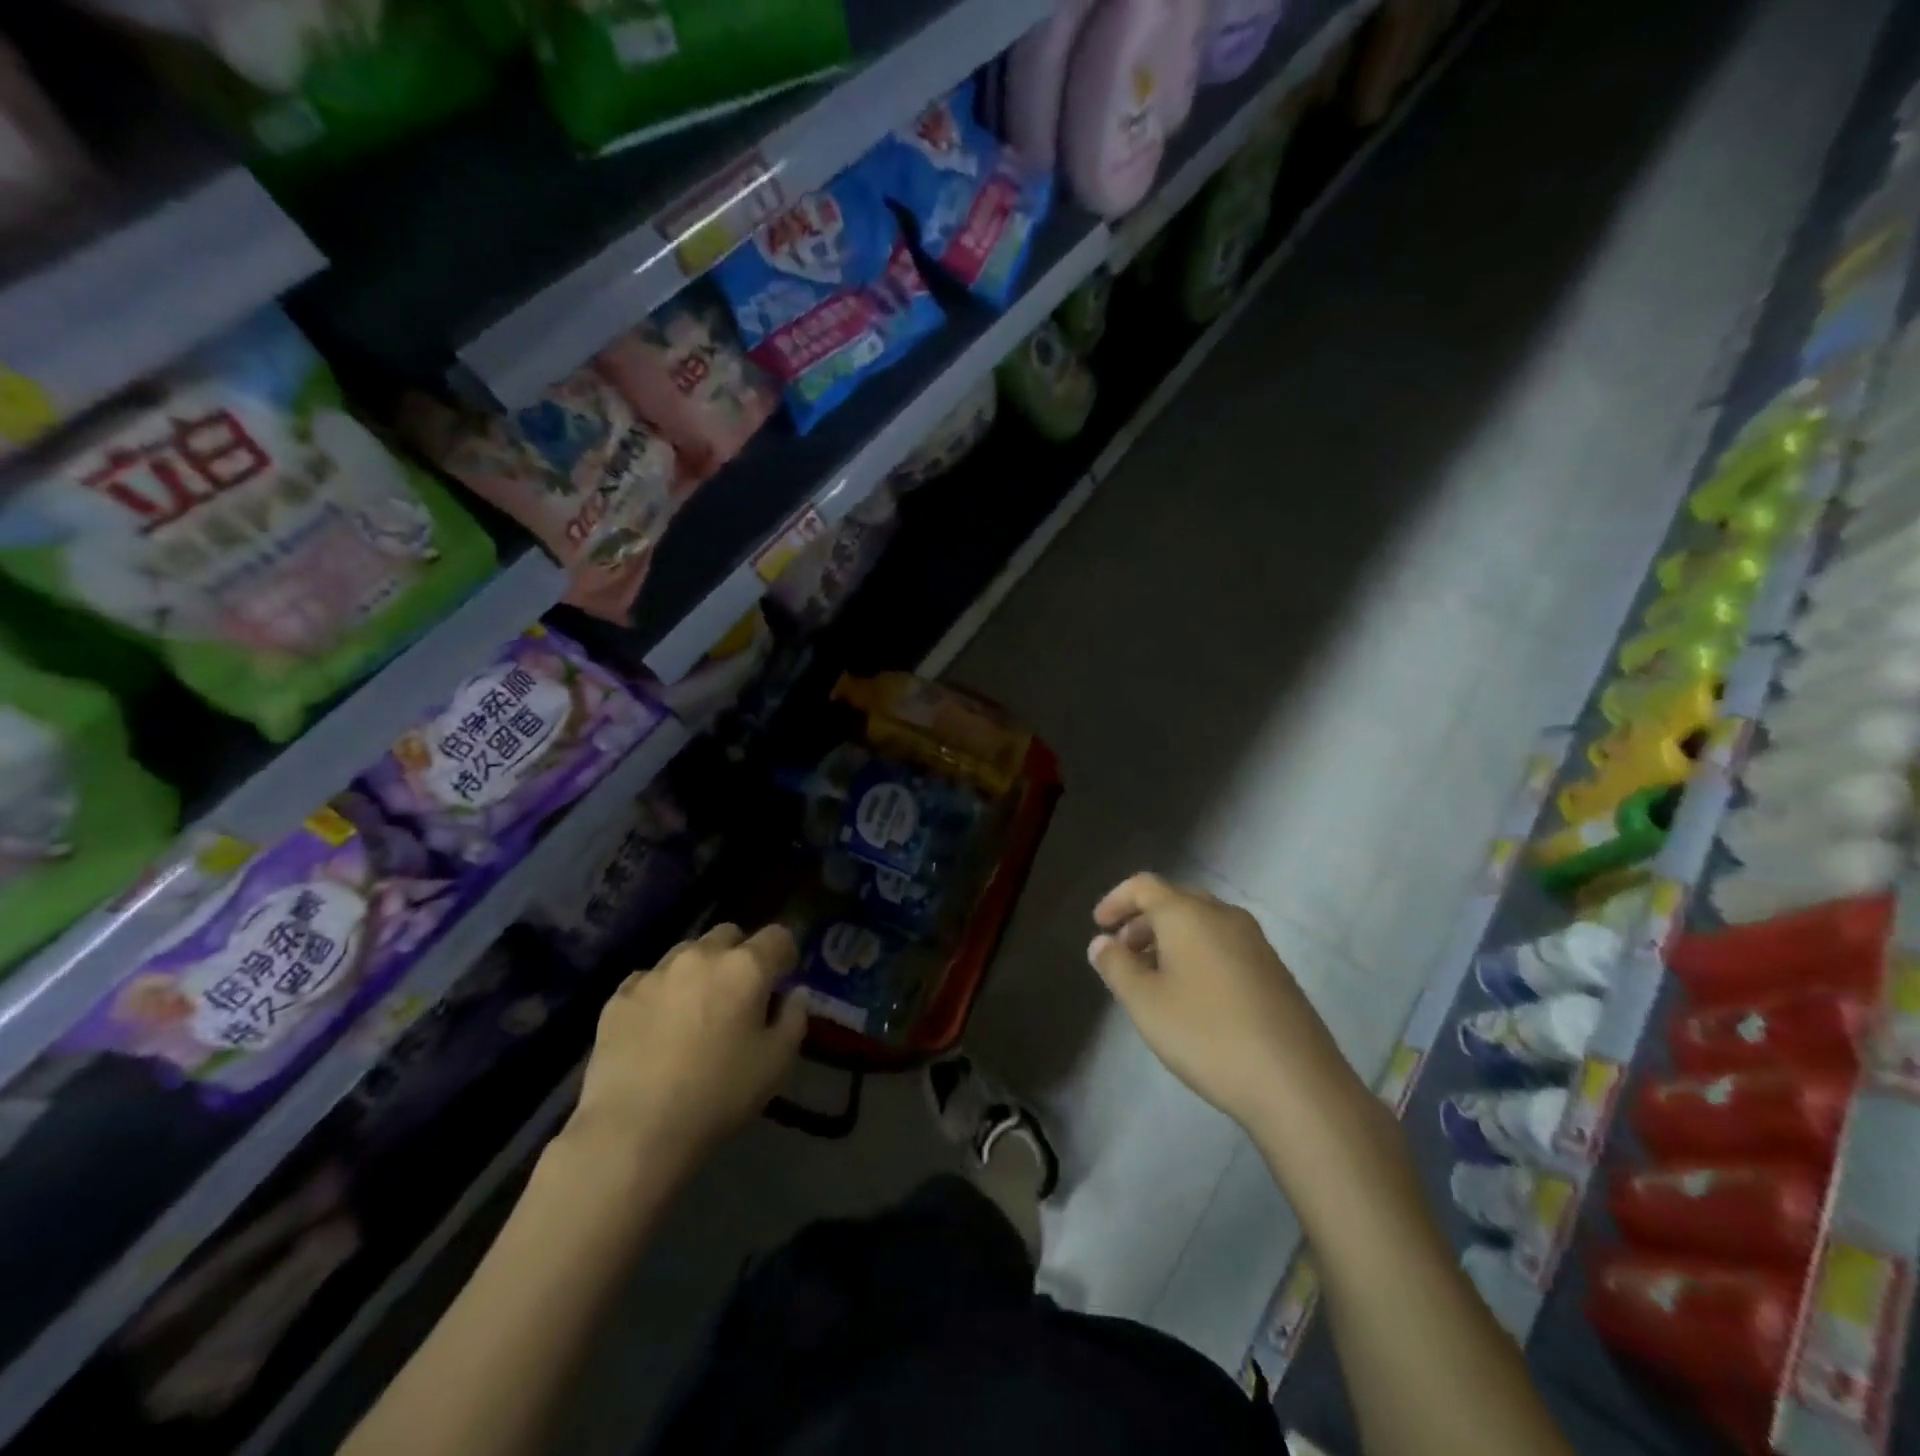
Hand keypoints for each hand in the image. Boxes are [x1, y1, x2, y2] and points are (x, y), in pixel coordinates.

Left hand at [569, 923, 806, 1165]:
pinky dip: (661, 992)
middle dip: (740, 954)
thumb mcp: (777, 1064)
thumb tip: (794, 994)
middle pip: (729, 934)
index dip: (785, 954)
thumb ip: (794, 1019)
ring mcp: (656, 972)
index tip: (783, 979)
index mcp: (746, 967)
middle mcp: (701, 956)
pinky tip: (658, 1026)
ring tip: (696, 1008)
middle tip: (740, 993)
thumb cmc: (718, 1095)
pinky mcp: (619, 996)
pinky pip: (649, 979)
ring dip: (700, 969)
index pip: (778, 935)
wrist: (633, 1130)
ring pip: (687, 952)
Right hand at [1088, 873, 1358, 1130]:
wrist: (1296, 1082)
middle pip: (1175, 900)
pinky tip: (1191, 995)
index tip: (1098, 925)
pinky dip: (1197, 954)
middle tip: (1122, 952)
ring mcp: (1255, 941)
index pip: (1144, 885)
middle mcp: (1223, 915)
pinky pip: (1223, 945)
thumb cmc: (1206, 1034)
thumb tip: (1101, 942)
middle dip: (1143, 921)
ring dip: (1170, 939)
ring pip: (1202, 923)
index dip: (1116, 900)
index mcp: (1189, 913)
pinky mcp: (1274, 969)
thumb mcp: (1145, 1003)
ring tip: (1152, 978)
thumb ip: (1116, 966)